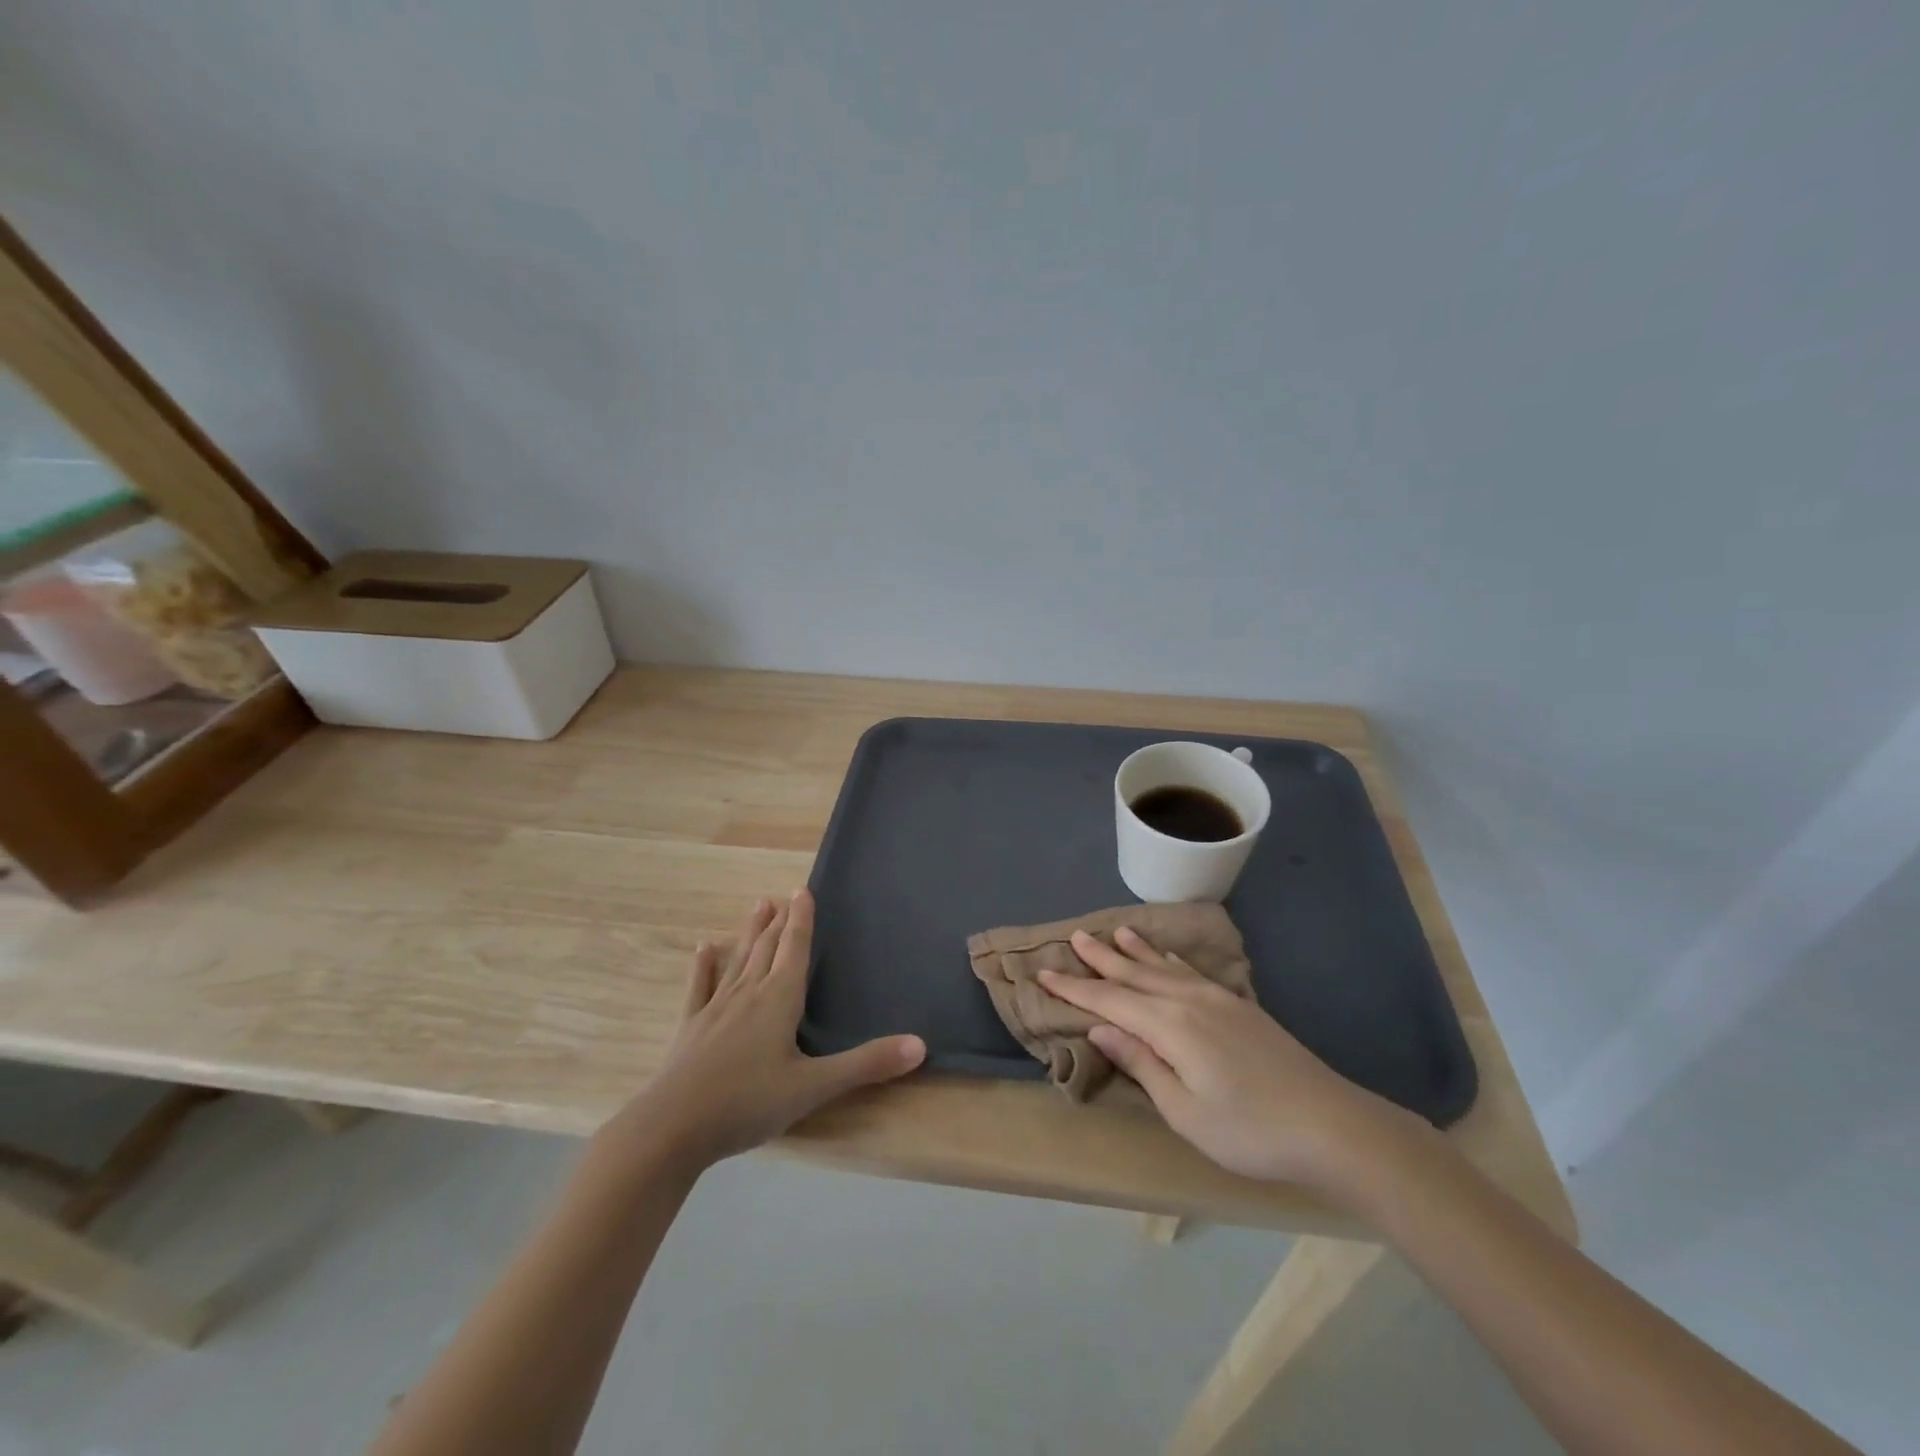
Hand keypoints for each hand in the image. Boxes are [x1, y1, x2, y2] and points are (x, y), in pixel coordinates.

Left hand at [599, 891, 924, 1174]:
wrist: (671, 1129)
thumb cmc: (747, 1102)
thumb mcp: (814, 1087)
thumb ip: (866, 1064)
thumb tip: (920, 1045)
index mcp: (779, 999)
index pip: (795, 949)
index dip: (802, 919)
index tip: (803, 890)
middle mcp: (748, 993)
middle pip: (767, 948)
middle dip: (780, 921)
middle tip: (784, 895)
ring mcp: (715, 1008)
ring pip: (738, 959)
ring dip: (750, 932)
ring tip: (757, 905)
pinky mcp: (691, 1027)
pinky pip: (700, 987)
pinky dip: (704, 966)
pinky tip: (704, 948)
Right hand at [1040, 927, 1427, 1196]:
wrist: (1332, 1125)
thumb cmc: (1251, 1131)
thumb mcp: (1186, 1112)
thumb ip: (1141, 1064)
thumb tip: (1100, 1028)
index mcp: (1171, 1026)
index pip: (1110, 1001)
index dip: (1074, 989)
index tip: (1043, 973)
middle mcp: (1189, 1000)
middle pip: (1134, 975)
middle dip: (1100, 959)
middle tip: (1073, 937)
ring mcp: (1217, 999)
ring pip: (1162, 968)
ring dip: (1134, 952)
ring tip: (1112, 933)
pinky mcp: (1239, 1006)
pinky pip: (1190, 972)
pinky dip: (1169, 961)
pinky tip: (1165, 958)